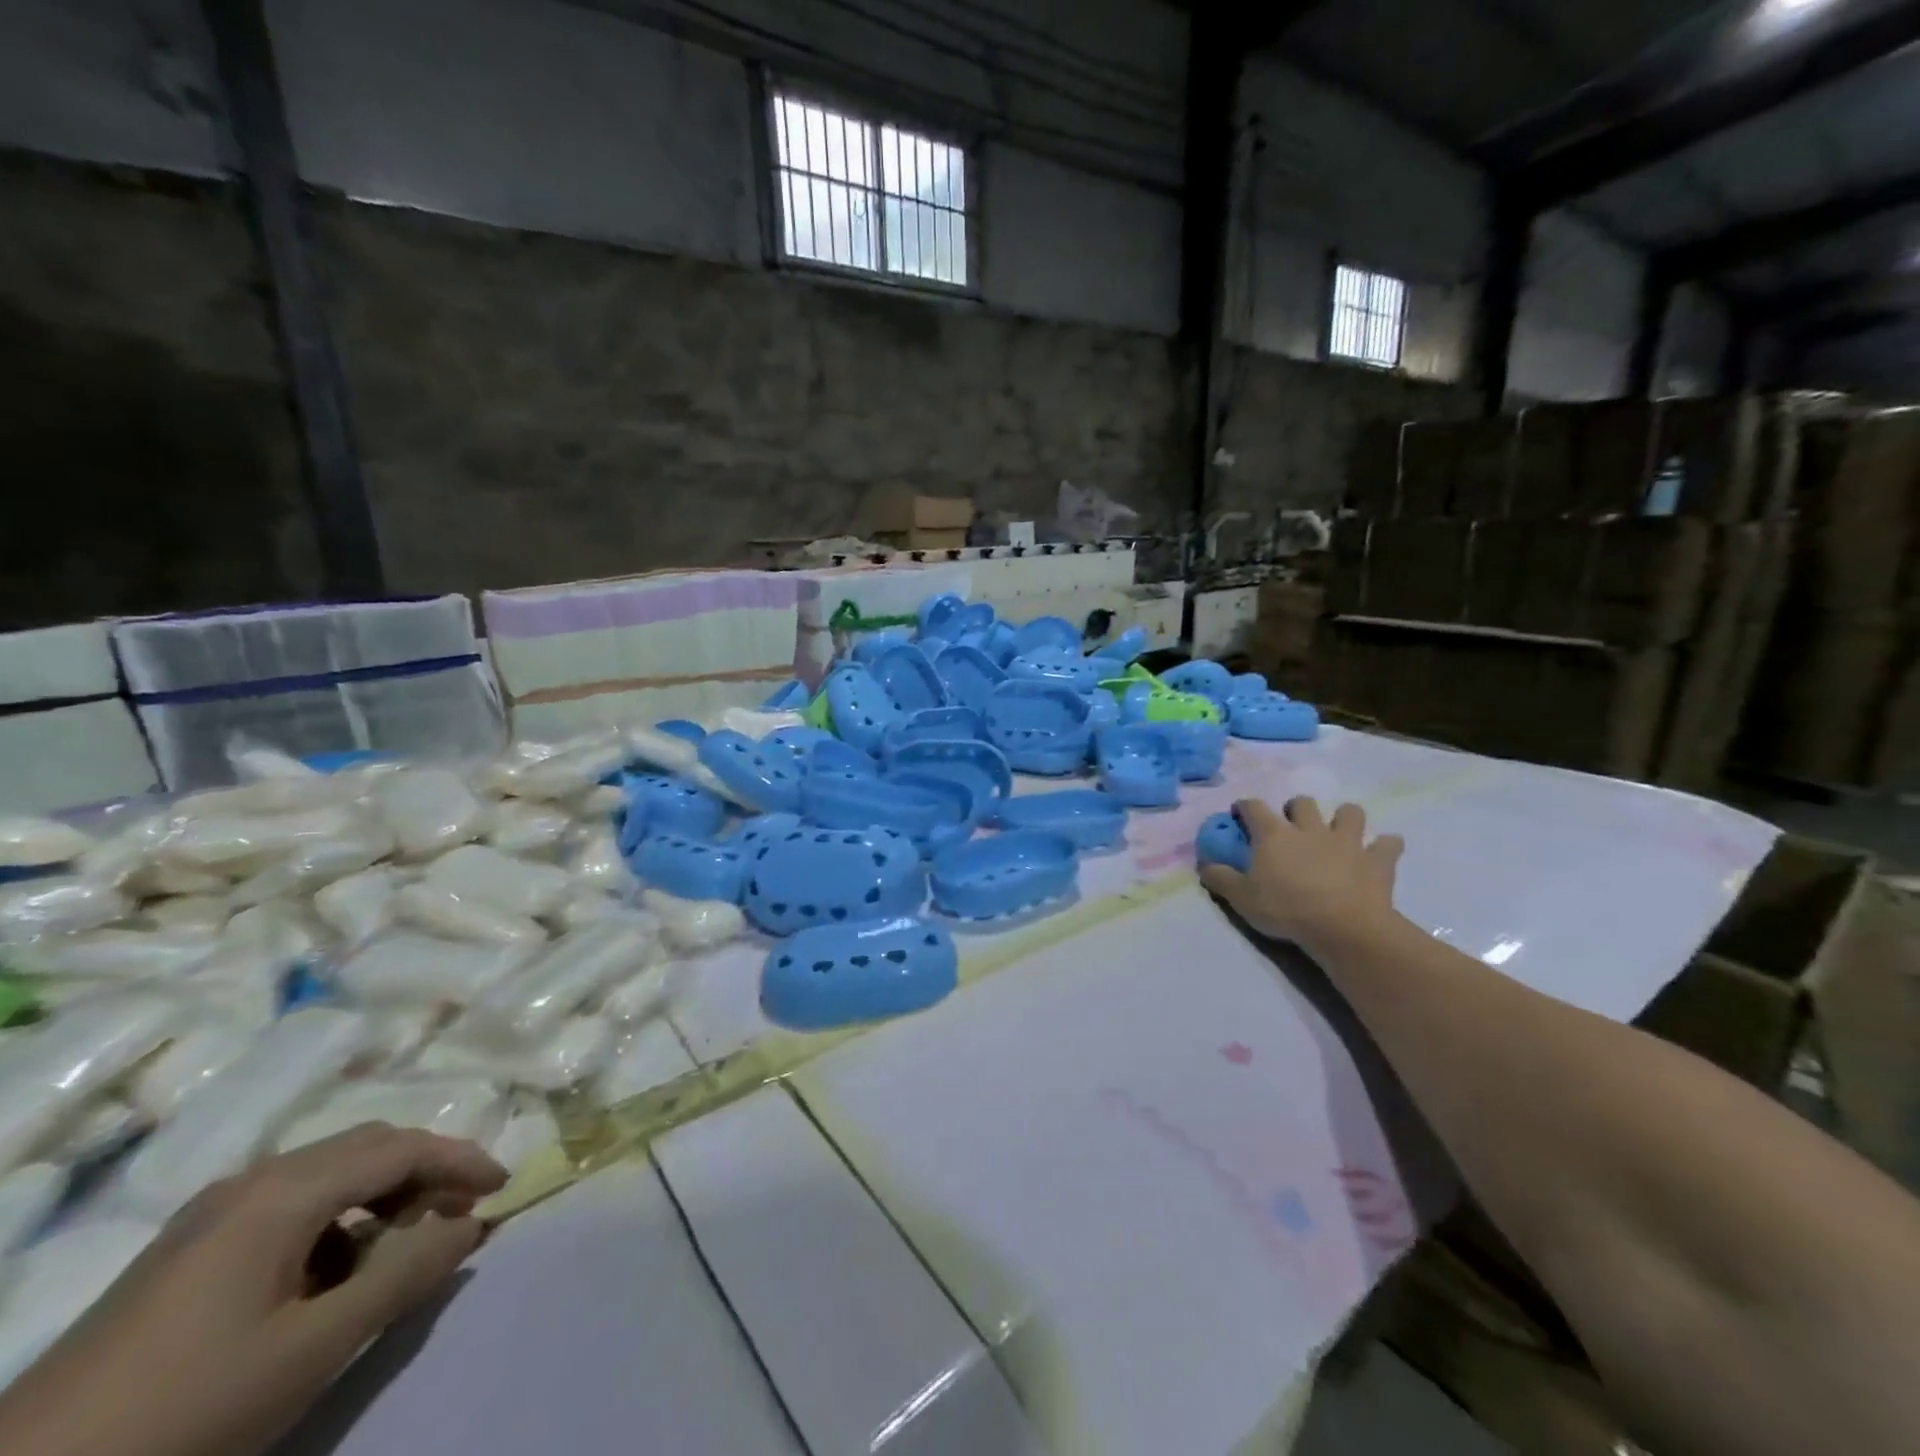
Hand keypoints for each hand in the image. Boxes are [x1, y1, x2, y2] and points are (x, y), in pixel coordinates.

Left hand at [0, 1124, 506, 1455]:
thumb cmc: (186, 1408)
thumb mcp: (313, 1349)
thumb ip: (404, 1275)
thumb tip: (471, 1224)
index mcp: (283, 1191)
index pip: (401, 1147)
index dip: (461, 1160)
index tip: (503, 1187)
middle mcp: (251, 1182)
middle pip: (366, 1148)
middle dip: (425, 1172)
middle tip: (460, 1212)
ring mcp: (211, 1215)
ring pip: (328, 1175)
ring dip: (380, 1198)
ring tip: (401, 1248)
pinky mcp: (185, 1251)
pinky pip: (288, 1208)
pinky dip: (334, 1224)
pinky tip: (330, 1277)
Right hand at [1199, 797, 1404, 954]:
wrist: (1344, 927)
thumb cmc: (1286, 909)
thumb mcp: (1242, 899)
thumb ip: (1220, 878)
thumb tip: (1204, 864)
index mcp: (1274, 835)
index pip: (1253, 807)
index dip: (1245, 807)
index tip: (1240, 813)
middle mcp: (1309, 829)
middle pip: (1302, 803)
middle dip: (1296, 809)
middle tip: (1293, 827)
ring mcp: (1347, 841)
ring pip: (1349, 812)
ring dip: (1344, 818)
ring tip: (1340, 833)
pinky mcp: (1377, 860)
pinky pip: (1388, 844)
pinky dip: (1385, 846)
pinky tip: (1381, 854)